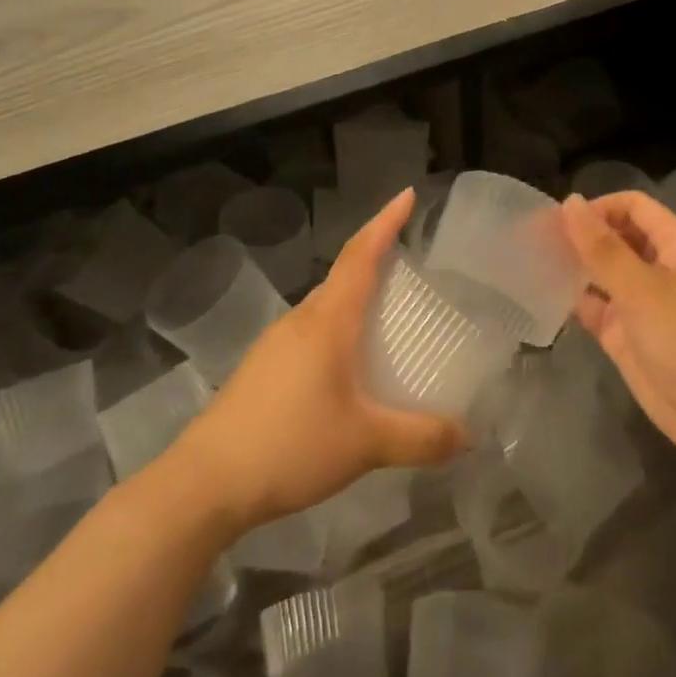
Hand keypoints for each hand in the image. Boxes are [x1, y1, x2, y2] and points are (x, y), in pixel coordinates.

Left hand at [173, 189, 465, 533]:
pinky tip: (347, 367)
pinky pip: (310, 331)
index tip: (407, 195)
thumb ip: (421, 438)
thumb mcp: (366, 444)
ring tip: (386, 315)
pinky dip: (337, 329)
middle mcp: (301, 320)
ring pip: (325, 305)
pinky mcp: (263, 367)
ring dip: (355, 297)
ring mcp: (276, 342)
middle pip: (342, 274)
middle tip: (411, 263)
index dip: (385, 222)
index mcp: (328, 321)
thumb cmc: (291, 445)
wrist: (207, 481)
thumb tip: (468, 437)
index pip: (361, 254)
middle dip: (375, 258)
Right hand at [560, 191, 675, 489]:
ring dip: (575, 266)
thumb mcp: (643, 290)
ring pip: (604, 272)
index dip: (599, 208)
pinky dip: (575, 300)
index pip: (634, 207)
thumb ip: (602, 248)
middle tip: (535, 239)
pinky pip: (598, 306)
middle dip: (581, 236)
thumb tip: (570, 202)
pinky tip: (544, 296)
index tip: (559, 221)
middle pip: (617, 237)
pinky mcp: (628, 333)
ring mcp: (643, 301)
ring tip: (532, 262)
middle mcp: (661, 267)